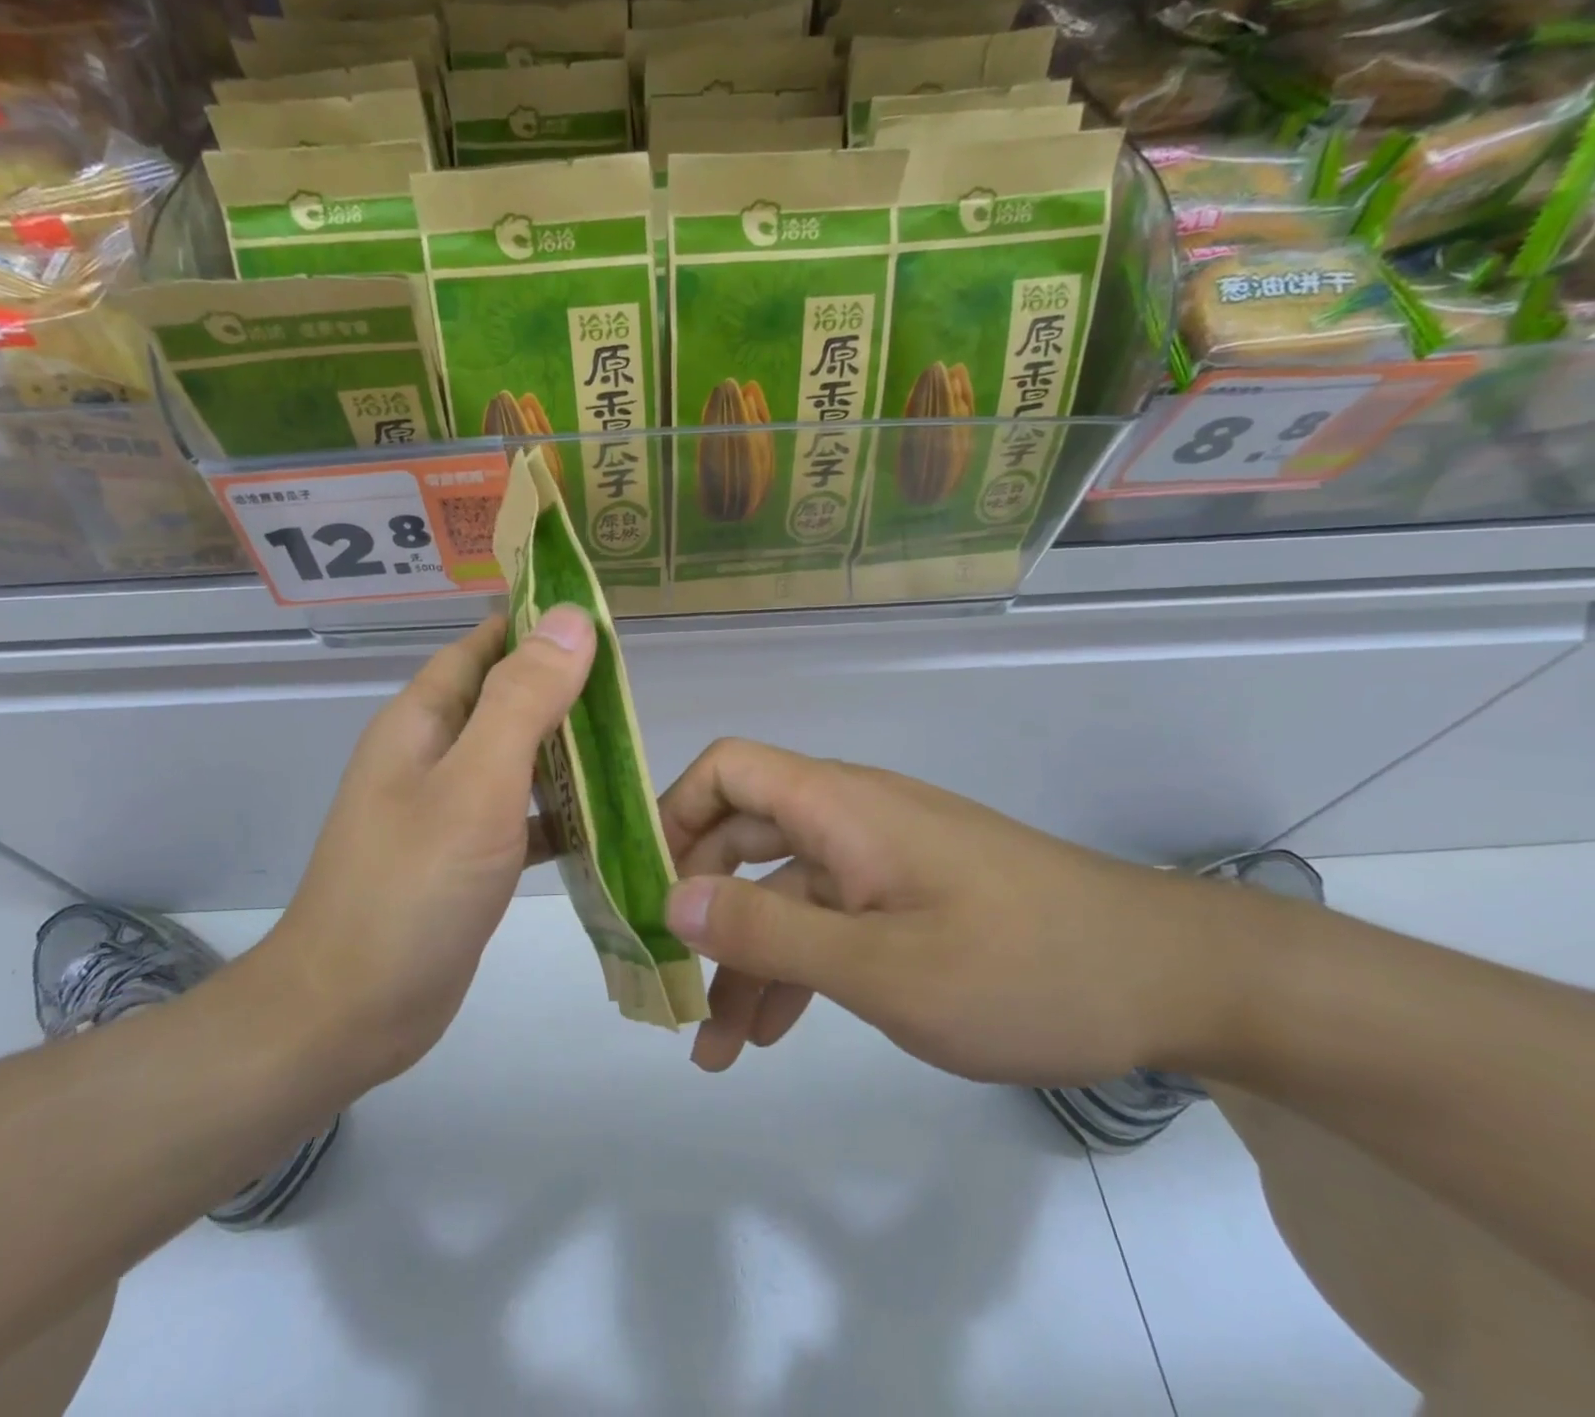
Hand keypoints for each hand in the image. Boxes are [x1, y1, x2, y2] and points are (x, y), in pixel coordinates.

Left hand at [245, 608, 595, 1094]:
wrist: (351, 1012)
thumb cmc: (413, 888)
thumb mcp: (476, 783)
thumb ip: (524, 699)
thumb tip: (568, 618)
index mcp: (424, 719)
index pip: (486, 645)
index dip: (540, 626)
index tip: (607, 623)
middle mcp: (432, 754)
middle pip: (506, 699)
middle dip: (565, 689)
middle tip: (634, 691)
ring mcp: (446, 808)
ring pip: (517, 758)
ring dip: (567, 749)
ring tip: (631, 745)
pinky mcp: (464, 857)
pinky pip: (520, 815)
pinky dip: (558, 811)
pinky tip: (605, 821)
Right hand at [658, 740, 1257, 1086]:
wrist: (1169, 981)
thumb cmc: (1023, 966)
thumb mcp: (883, 966)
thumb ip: (771, 931)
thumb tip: (672, 898)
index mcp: (839, 806)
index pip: (727, 769)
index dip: (675, 814)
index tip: (645, 888)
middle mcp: (850, 818)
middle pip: (742, 835)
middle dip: (698, 905)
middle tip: (663, 974)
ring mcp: (878, 859)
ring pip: (782, 893)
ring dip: (743, 958)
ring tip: (711, 1046)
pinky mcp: (905, 898)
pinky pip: (827, 922)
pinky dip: (794, 969)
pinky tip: (772, 1033)